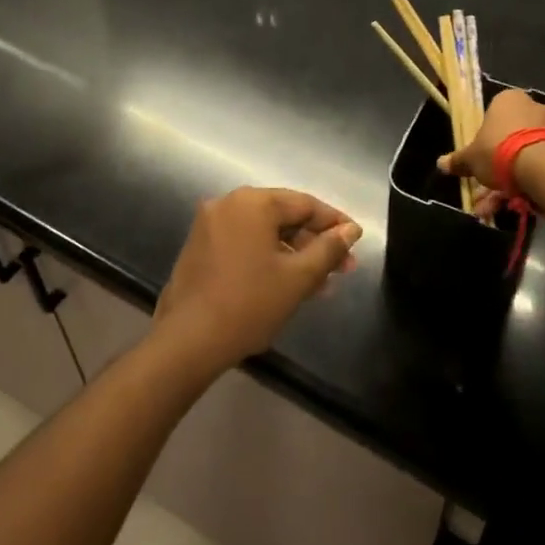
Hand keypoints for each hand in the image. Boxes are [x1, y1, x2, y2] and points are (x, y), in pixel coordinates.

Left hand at [151, 188, 361, 377]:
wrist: (188, 342)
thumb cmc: (250, 303)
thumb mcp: (298, 277)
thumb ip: (329, 249)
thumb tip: (351, 230)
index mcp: (252, 202)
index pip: (305, 204)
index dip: (335, 223)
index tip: (356, 243)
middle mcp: (228, 204)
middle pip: (283, 216)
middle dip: (315, 242)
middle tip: (343, 269)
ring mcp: (210, 226)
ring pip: (264, 233)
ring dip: (294, 254)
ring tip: (320, 284)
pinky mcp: (199, 248)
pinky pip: (244, 244)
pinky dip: (268, 258)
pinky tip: (287, 284)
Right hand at [440, 88, 544, 216]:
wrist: (542, 167)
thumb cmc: (499, 151)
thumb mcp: (471, 158)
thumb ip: (458, 160)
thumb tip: (441, 164)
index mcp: (507, 100)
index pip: (491, 116)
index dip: (481, 140)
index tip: (475, 161)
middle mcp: (531, 108)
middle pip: (506, 140)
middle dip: (491, 170)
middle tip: (480, 192)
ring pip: (521, 157)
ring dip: (504, 184)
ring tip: (489, 209)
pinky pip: (537, 166)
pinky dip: (523, 185)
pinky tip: (510, 207)